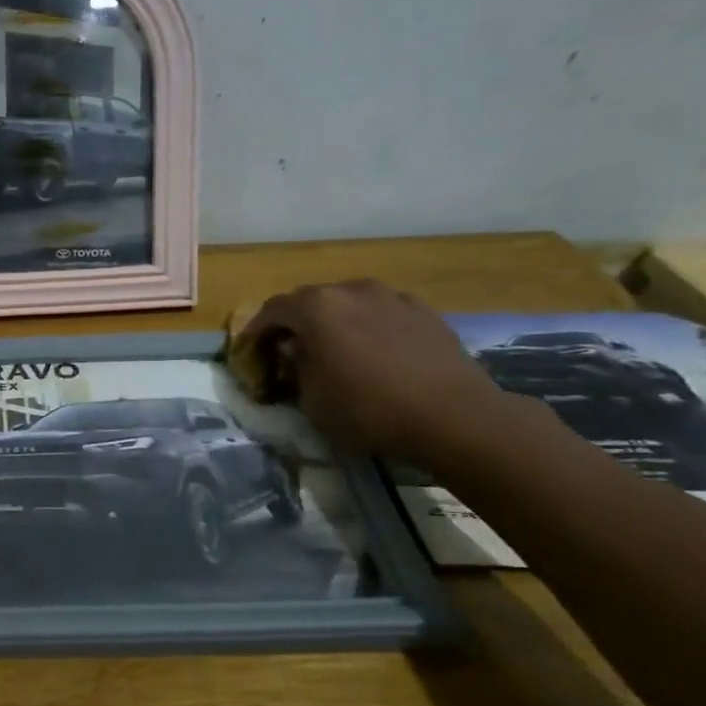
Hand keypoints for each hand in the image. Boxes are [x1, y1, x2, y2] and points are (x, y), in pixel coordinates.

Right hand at [242, 279, 513, 463]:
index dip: (257, 330)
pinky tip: (373, 352)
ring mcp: (390, 296)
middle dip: (295, 322)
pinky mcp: (423, 310)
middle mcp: (350, 290)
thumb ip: (296, 367)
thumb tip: (294, 350)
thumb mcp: (312, 400)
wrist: (454, 416)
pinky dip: (367, 326)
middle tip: (289, 348)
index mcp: (316, 307)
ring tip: (334, 348)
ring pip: (348, 302)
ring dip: (333, 321)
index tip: (251, 350)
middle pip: (310, 300)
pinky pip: (380, 312)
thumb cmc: (368, 409)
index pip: (272, 310)